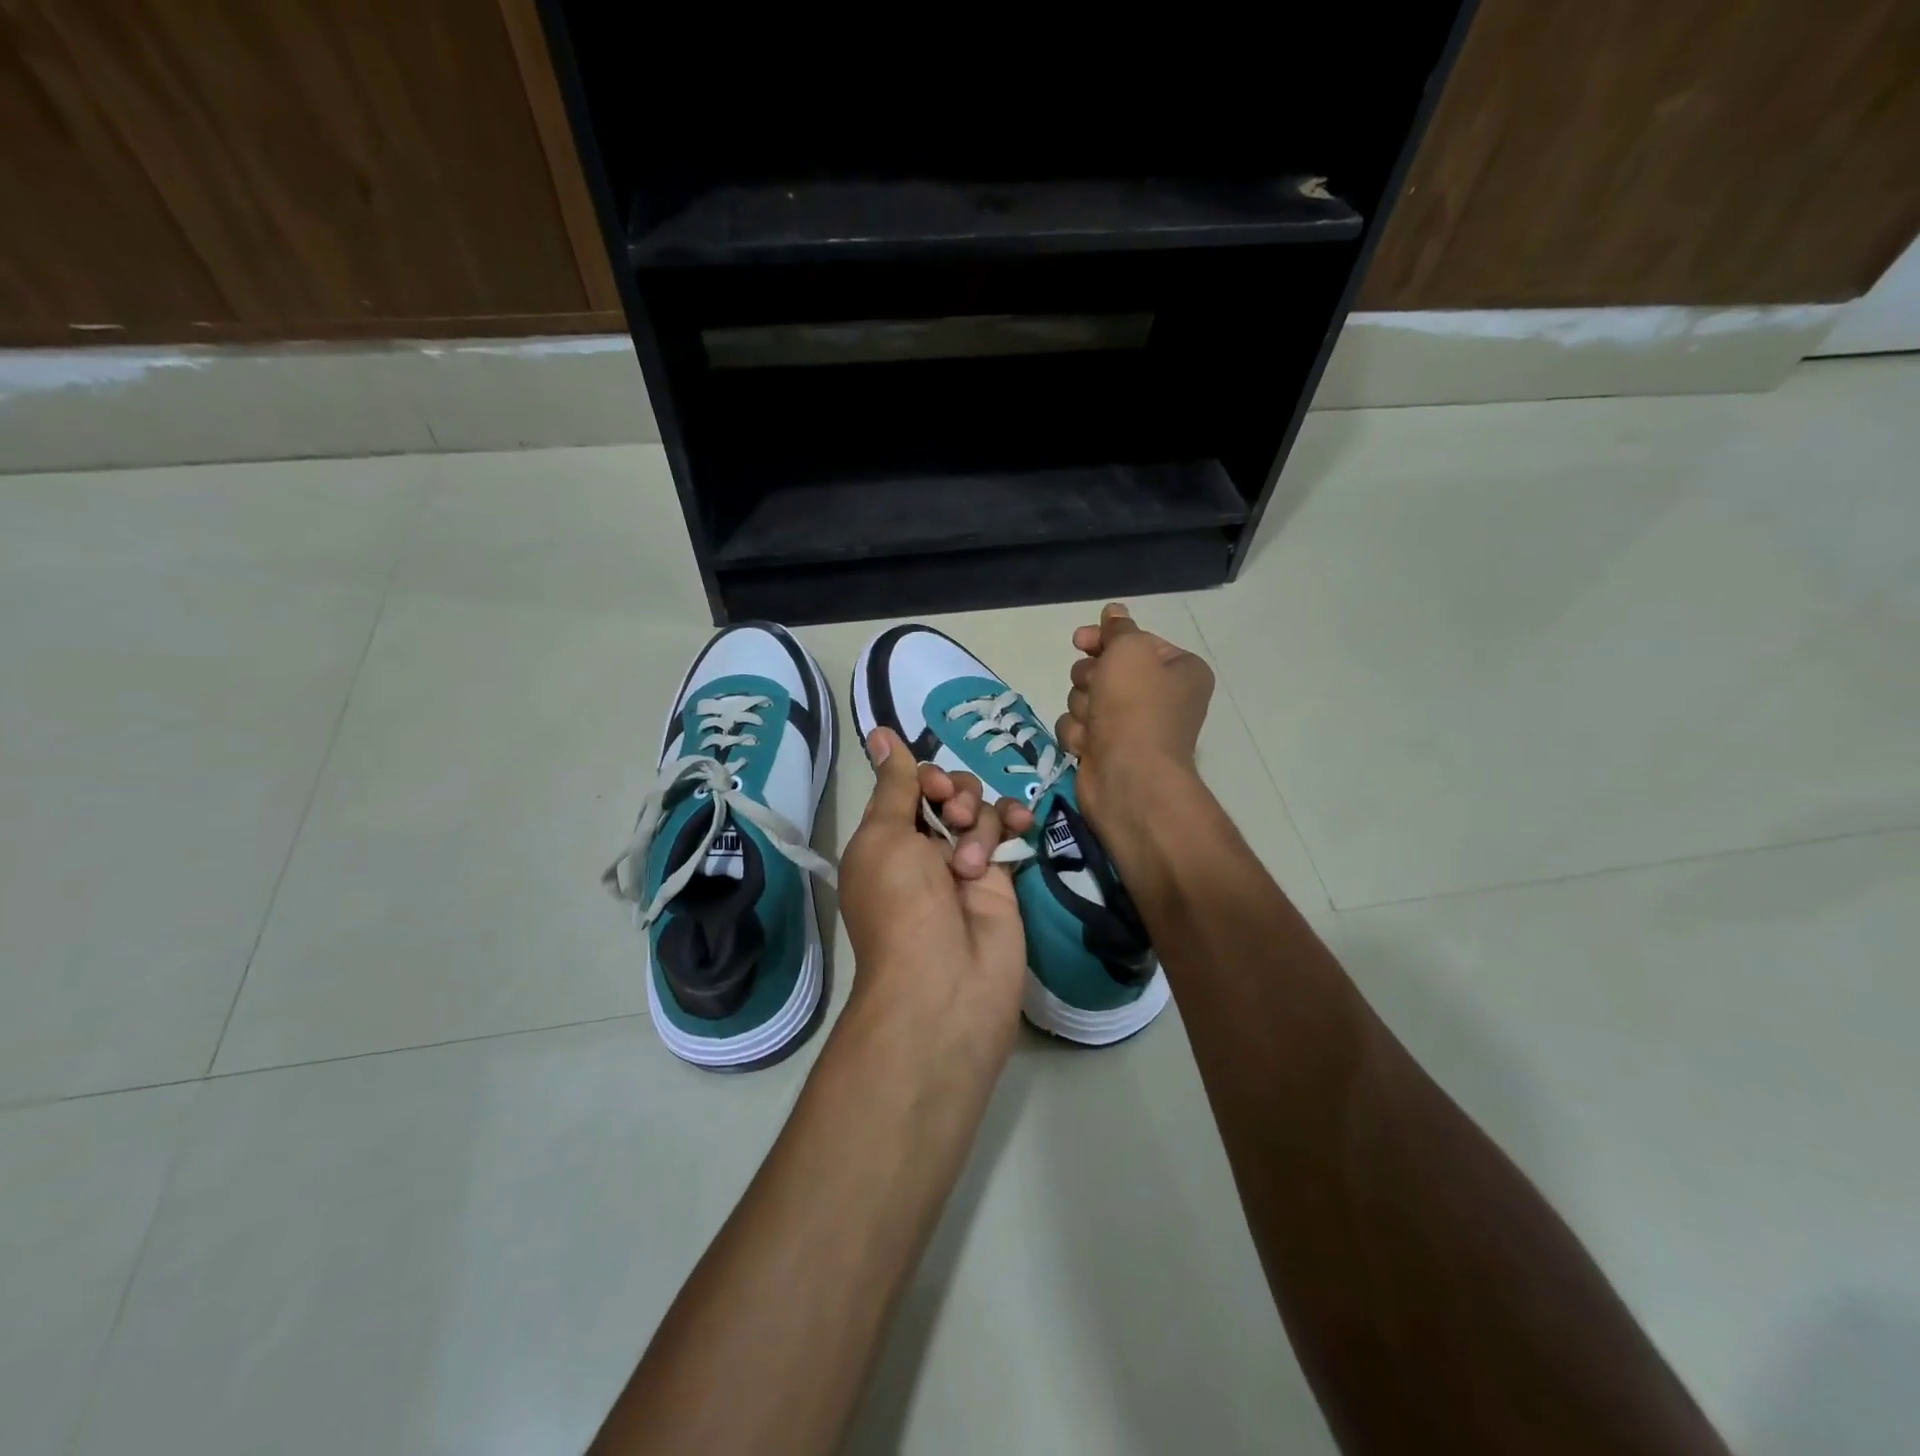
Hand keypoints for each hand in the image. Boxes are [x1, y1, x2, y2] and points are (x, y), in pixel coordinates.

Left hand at [837, 728, 1033, 1038]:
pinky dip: (1015, 821)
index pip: (909, 786)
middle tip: (955, 821)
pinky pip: (1009, 834)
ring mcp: (964, 863)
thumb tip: (879, 733)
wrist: (946, 982)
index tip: (931, 788)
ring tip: (973, 863)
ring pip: (980, 809)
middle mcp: (923, 847)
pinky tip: (1022, 823)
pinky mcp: (1001, 879)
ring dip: (980, 823)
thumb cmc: (901, 904)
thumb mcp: (884, 837)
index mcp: (886, 838)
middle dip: (955, 794)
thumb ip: (895, 785)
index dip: (924, 776)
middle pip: (948, 791)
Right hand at [1056, 602, 1214, 829]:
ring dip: (1083, 706)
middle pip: (1105, 669)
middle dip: (1090, 678)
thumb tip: (1114, 612)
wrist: (1128, 777)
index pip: (1134, 642)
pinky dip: (1079, 734)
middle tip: (1096, 688)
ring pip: (1085, 698)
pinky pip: (1079, 728)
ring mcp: (1131, 726)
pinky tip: (1088, 745)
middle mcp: (1159, 697)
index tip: (1081, 640)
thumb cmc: (1135, 707)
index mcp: (1178, 670)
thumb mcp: (1129, 650)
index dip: (1105, 639)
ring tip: (1095, 723)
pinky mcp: (1106, 750)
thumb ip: (1119, 629)